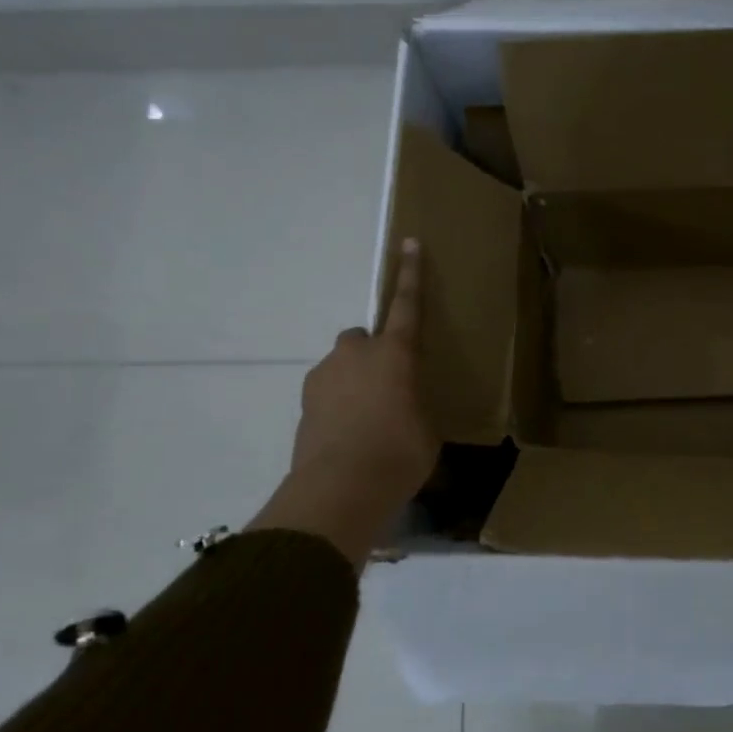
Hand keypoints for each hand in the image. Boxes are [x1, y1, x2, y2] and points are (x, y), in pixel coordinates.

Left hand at [248, 238, 440, 566]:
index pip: (406, 305)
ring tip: (369, 423)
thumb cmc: (400, 453)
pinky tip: (349, 438)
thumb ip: (416, 406)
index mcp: (395, 354)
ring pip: (342, 368)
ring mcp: (324, 378)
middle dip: (373, 354)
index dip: (410, 275)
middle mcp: (356, 354)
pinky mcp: (304, 405)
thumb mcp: (427, 429)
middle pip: (362, 339)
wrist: (340, 488)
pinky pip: (328, 395)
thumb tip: (406, 412)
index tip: (409, 243)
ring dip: (355, 384)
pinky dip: (338, 408)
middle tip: (388, 386)